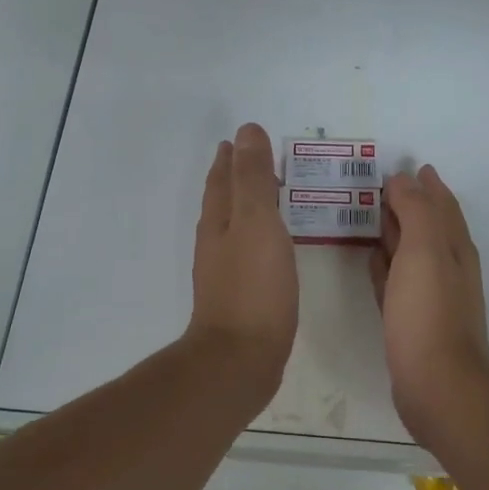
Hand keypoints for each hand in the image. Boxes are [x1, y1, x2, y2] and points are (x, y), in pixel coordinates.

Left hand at [185, 123, 297, 393]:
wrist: (241, 358)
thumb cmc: (253, 286)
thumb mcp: (256, 222)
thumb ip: (253, 178)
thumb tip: (245, 131)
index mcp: (219, 222)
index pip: (223, 180)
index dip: (231, 159)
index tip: (238, 140)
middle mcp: (216, 243)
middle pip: (224, 202)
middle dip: (236, 180)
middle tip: (256, 162)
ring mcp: (226, 273)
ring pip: (235, 228)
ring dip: (248, 208)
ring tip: (268, 198)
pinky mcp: (242, 298)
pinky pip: (249, 254)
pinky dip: (259, 238)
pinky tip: (272, 248)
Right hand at [371, 165, 488, 435]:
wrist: (437, 385)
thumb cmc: (429, 313)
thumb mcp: (425, 251)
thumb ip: (416, 211)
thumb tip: (405, 178)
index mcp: (453, 248)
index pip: (441, 205)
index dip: (426, 185)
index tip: (406, 166)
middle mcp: (446, 268)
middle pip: (426, 226)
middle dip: (408, 204)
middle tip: (377, 185)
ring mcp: (429, 296)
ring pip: (409, 253)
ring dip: (393, 233)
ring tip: (368, 216)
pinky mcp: (410, 321)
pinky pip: (395, 281)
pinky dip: (384, 265)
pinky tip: (369, 261)